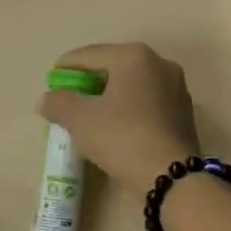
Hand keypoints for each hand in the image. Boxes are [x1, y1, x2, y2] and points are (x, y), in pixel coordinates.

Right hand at [37, 43, 200, 198]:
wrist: (169, 176)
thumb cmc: (121, 137)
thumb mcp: (79, 119)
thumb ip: (57, 103)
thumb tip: (46, 100)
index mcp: (134, 57)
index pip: (89, 55)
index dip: (66, 67)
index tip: (51, 81)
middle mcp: (160, 64)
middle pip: (113, 68)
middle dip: (89, 83)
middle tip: (69, 99)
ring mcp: (176, 90)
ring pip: (132, 88)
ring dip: (109, 98)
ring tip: (91, 116)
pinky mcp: (183, 115)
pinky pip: (146, 105)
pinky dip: (128, 111)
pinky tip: (116, 129)